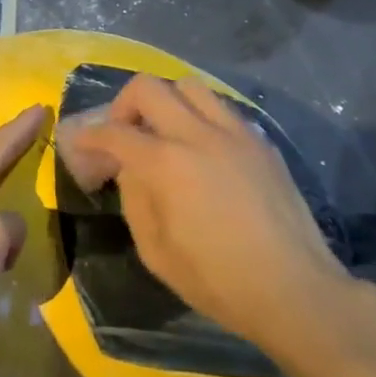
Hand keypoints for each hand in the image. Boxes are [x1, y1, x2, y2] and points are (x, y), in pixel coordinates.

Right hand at [56, 75, 351, 356]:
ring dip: (166, 101)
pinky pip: (222, 108)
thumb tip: (130, 170)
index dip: (88, 136)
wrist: (295, 290)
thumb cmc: (218, 282)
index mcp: (166, 163)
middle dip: (123, 105)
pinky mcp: (261, 142)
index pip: (113, 132)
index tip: (80, 145)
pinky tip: (202, 149)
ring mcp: (234, 133)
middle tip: (123, 133)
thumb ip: (135, 200)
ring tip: (164, 131)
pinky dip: (200, 116)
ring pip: (189, 86)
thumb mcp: (156, 252)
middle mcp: (197, 134)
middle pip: (148, 87)